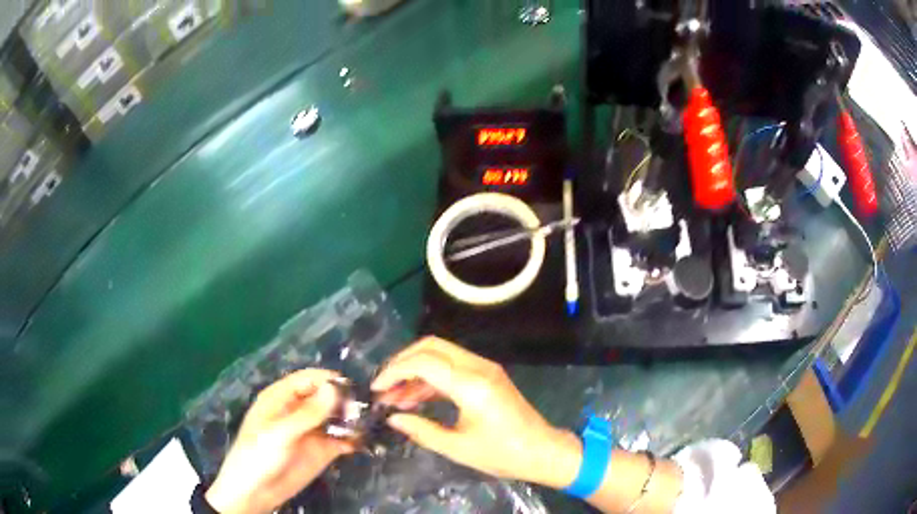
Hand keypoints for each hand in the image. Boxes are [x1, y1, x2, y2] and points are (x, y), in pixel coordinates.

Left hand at [205, 369, 353, 513]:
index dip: (329, 380)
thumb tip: (334, 388)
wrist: (255, 491)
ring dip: (353, 420)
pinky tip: (367, 441)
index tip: (354, 387)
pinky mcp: (322, 450)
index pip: (309, 379)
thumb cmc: (258, 455)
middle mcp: (299, 410)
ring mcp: (312, 431)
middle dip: (346, 400)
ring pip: (337, 417)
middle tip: (366, 410)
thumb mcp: (280, 433)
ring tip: (371, 425)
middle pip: (326, 396)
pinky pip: (342, 439)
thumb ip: (307, 413)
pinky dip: (354, 439)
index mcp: (282, 397)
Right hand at [371, 337, 581, 488]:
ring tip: (395, 398)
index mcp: (471, 384)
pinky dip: (431, 377)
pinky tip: (416, 398)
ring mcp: (485, 368)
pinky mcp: (488, 375)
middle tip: (384, 387)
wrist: (542, 451)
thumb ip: (421, 430)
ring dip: (416, 370)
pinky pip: (452, 365)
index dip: (394, 371)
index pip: (423, 362)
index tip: (376, 390)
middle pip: (431, 346)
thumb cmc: (502, 453)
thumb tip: (392, 418)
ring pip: (441, 353)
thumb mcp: (457, 448)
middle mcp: (478, 367)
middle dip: (402, 362)